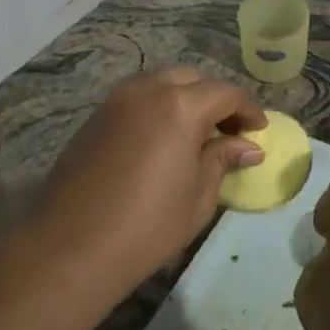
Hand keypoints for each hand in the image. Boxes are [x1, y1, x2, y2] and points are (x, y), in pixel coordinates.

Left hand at [30, 67, 265, 297]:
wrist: (70, 249)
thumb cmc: (147, 227)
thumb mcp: (198, 196)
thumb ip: (222, 160)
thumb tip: (247, 147)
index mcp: (179, 106)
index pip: (225, 93)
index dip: (248, 110)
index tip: (259, 132)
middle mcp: (146, 91)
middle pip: (191, 80)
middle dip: (215, 100)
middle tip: (228, 132)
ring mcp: (115, 102)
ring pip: (160, 84)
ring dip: (183, 100)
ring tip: (194, 135)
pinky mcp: (94, 119)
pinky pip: (135, 100)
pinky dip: (156, 109)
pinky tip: (160, 143)